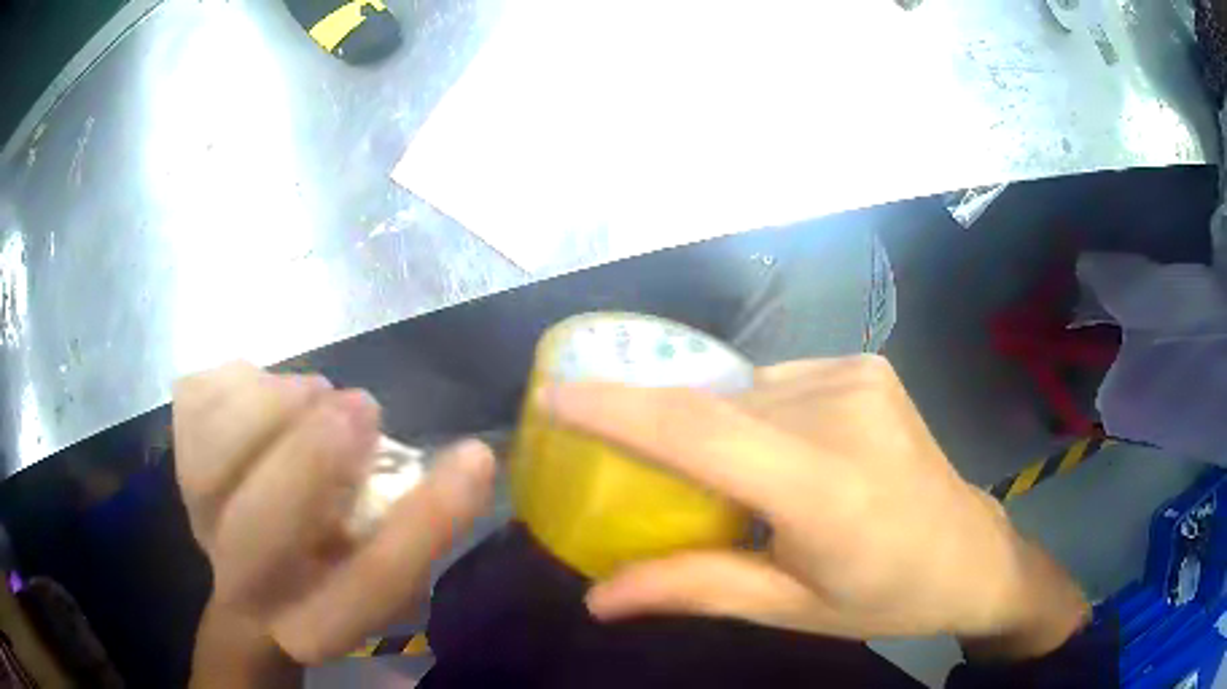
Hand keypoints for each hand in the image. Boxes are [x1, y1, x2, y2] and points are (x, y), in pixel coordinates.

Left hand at [173, 362, 495, 663]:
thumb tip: (465, 460)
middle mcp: (248, 583)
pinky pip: (194, 406)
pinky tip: (263, 389)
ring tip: (314, 395)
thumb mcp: (384, 575)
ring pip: (213, 454)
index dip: (424, 522)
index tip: (474, 459)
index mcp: (315, 622)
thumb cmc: (331, 577)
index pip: (371, 585)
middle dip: (312, 458)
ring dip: (272, 407)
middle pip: (261, 528)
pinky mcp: (177, 468)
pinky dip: (234, 381)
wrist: (251, 581)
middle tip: (364, 408)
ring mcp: (199, 520)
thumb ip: (414, 529)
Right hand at [546, 355, 1087, 660]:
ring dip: (717, 429)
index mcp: (827, 489)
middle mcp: (845, 413)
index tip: (554, 394)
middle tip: (636, 472)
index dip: (619, 410)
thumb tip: (599, 597)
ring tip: (733, 482)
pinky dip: (755, 412)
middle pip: (717, 410)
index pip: (702, 434)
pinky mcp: (868, 365)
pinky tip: (781, 452)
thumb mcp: (789, 610)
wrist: (969, 553)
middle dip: (662, 431)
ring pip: (745, 392)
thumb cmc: (886, 596)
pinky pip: (780, 381)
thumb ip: (694, 590)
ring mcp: (861, 376)